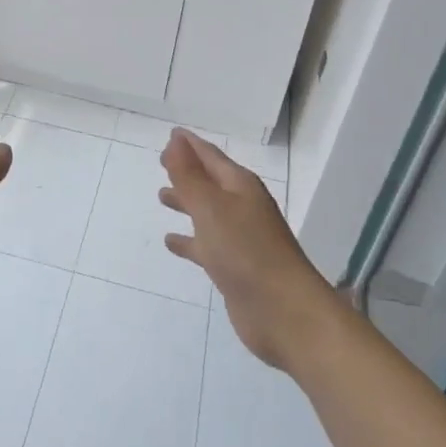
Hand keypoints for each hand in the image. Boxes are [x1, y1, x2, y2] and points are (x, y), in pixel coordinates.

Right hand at [159, 130, 338, 368]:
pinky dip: (189, 240)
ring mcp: (240, 239)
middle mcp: (242, 208)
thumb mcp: (211, 207)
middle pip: (210, 182)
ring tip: (162, 197)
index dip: (190, 145)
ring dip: (186, 203)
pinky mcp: (234, 267)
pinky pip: (205, 245)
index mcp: (240, 187)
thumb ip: (189, 176)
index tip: (171, 134)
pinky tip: (171, 242)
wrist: (284, 311)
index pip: (211, 157)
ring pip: (207, 213)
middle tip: (161, 163)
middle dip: (187, 172)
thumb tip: (176, 140)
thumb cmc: (246, 251)